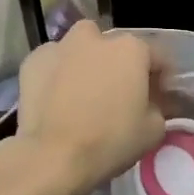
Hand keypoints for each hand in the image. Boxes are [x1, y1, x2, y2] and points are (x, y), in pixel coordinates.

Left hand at [14, 22, 167, 194]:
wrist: (52, 157)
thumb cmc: (110, 141)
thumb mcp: (153, 130)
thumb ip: (157, 106)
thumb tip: (148, 102)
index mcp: (131, 49)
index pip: (157, 56)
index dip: (160, 78)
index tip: (159, 98)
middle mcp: (96, 38)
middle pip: (115, 47)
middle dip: (120, 65)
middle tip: (118, 93)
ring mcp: (60, 45)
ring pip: (80, 47)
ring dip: (86, 62)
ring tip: (84, 91)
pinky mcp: (33, 61)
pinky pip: (53, 62)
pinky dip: (57, 74)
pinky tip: (56, 97)